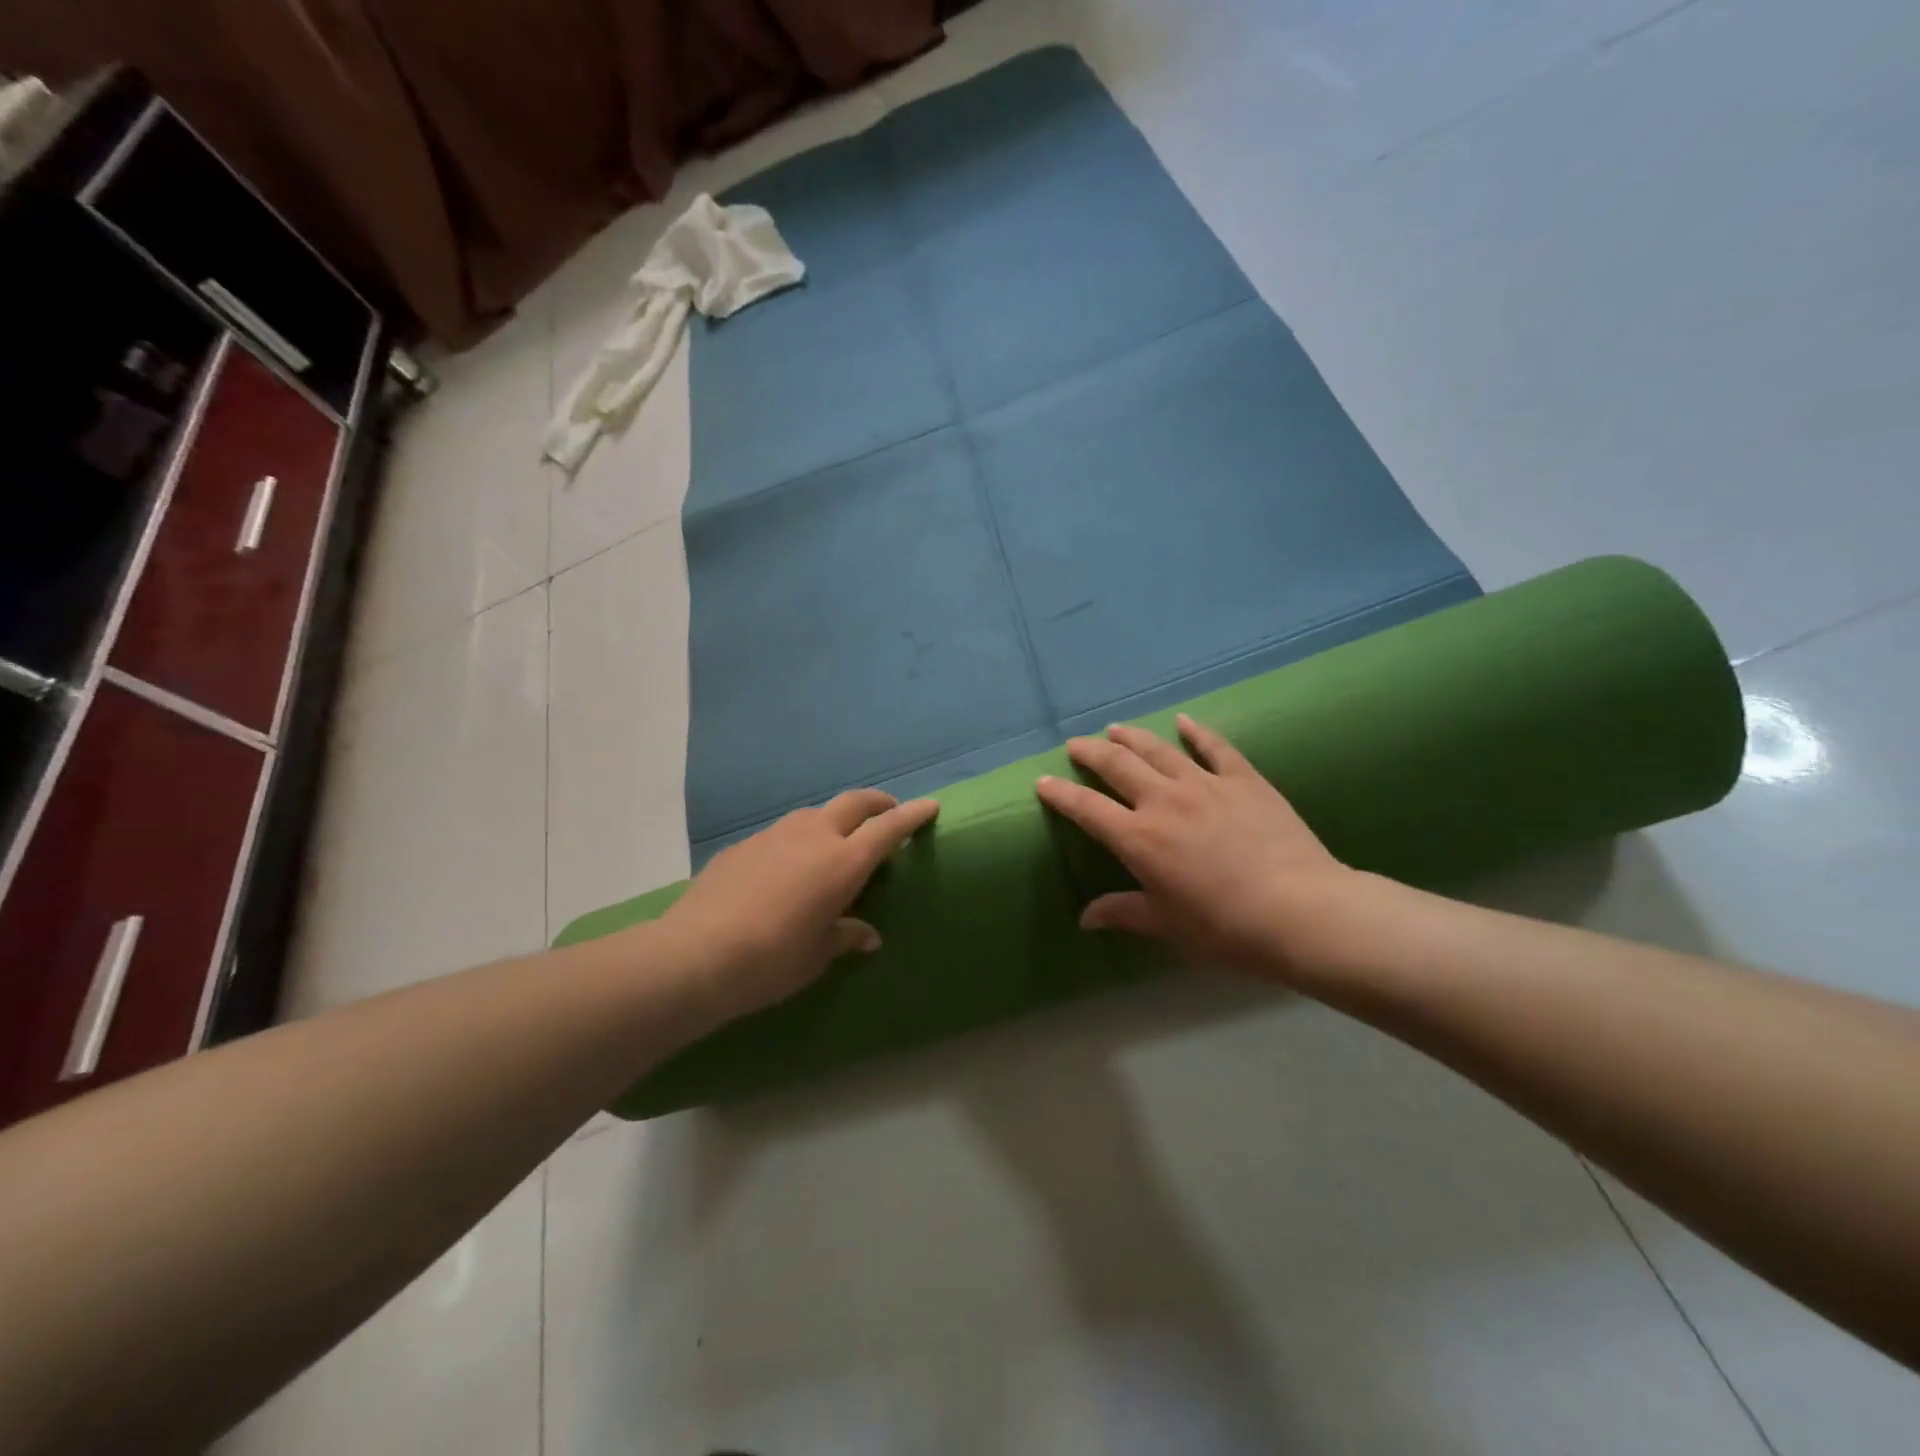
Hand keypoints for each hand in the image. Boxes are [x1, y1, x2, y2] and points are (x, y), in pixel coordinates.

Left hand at [659, 789, 939, 1020]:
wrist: (697, 954)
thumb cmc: (772, 960)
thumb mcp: (817, 954)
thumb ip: (845, 936)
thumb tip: (867, 935)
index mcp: (843, 862)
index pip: (888, 828)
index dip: (912, 815)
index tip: (930, 806)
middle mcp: (813, 837)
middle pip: (854, 803)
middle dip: (877, 802)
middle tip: (888, 811)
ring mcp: (774, 835)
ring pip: (814, 813)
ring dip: (834, 819)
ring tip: (835, 841)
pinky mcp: (743, 845)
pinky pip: (781, 833)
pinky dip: (797, 840)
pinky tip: (786, 867)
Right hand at [1035, 715, 1369, 983]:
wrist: (1300, 911)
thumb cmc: (1226, 928)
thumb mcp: (1168, 926)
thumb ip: (1125, 913)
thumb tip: (1086, 918)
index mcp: (1139, 839)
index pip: (1087, 809)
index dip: (1060, 794)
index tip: (1043, 781)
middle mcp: (1163, 801)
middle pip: (1117, 765)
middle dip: (1090, 752)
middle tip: (1076, 745)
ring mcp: (1205, 784)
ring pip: (1158, 749)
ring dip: (1132, 737)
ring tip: (1115, 729)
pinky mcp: (1243, 779)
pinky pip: (1214, 747)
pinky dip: (1196, 732)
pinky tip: (1183, 721)